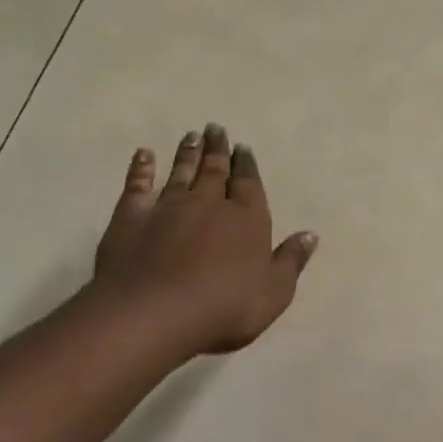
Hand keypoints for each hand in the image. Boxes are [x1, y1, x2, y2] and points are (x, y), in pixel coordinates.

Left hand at [93, 124, 317, 355]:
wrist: (154, 313)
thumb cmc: (224, 308)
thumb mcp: (273, 292)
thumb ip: (291, 261)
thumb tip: (310, 234)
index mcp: (247, 218)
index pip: (249, 183)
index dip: (246, 165)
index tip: (243, 147)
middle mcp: (209, 203)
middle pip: (215, 170)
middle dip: (218, 149)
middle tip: (215, 128)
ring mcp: (168, 207)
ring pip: (181, 173)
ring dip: (187, 154)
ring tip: (191, 135)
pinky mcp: (132, 218)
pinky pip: (137, 186)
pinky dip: (140, 169)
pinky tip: (143, 154)